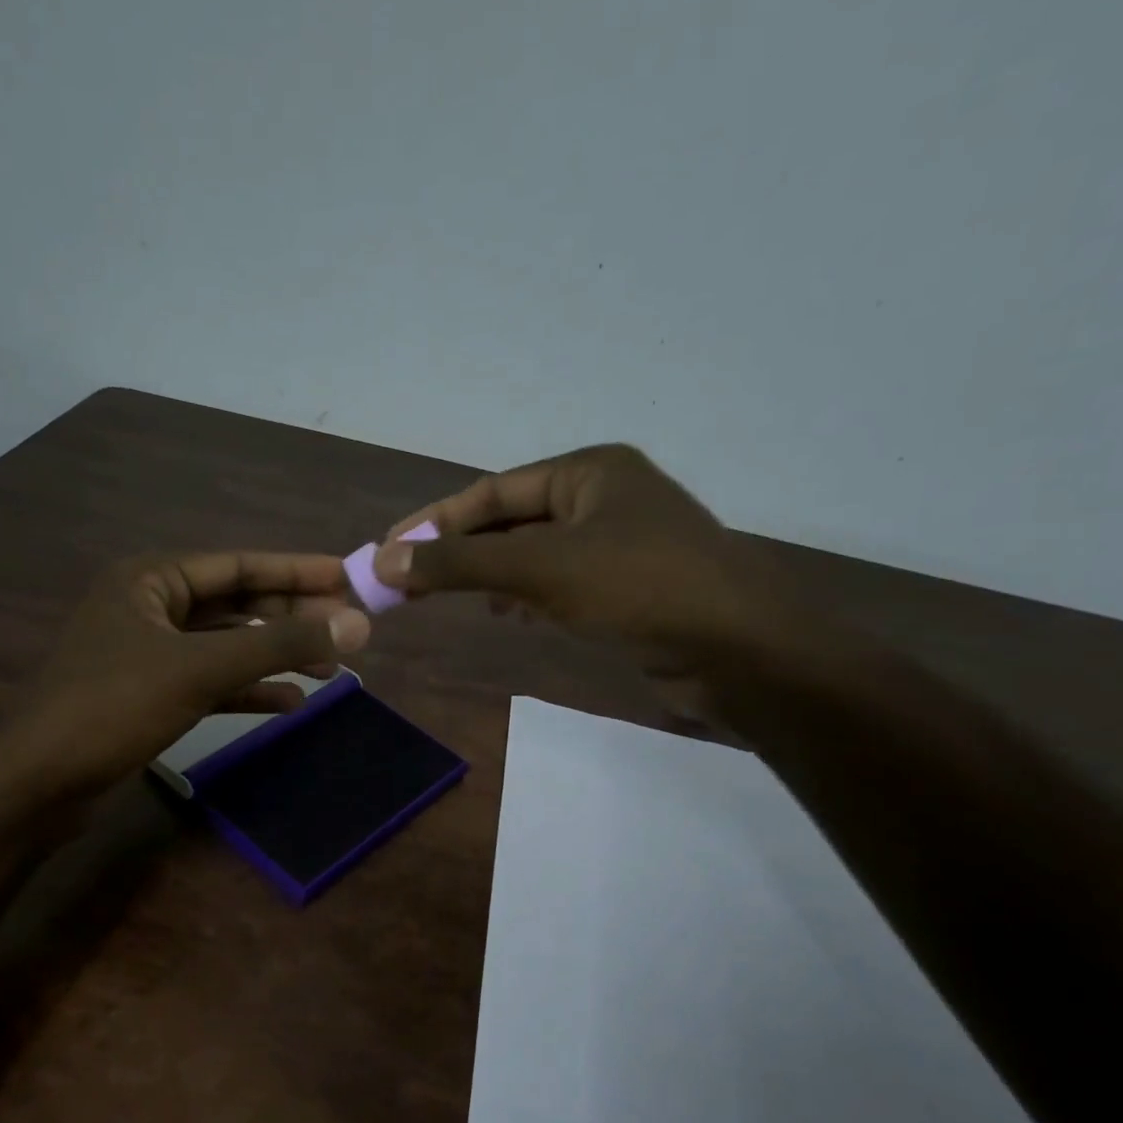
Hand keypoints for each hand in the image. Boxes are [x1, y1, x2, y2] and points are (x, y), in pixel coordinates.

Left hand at [0, 550, 370, 798]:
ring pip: (226, 645)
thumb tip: (356, 626)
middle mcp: (150, 607)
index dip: (296, 570)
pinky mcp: (150, 695)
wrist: (38, 782)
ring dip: (275, 655)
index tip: (348, 577)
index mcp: (151, 579)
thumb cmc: (113, 706)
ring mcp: (149, 653)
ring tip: (330, 669)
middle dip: (290, 616)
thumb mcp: (201, 669)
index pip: (239, 564)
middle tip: (347, 629)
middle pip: (236, 603)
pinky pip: (211, 682)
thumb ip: (279, 645)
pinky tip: (289, 703)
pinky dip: (248, 690)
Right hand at [373, 445, 806, 732]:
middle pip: (510, 520)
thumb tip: (383, 560)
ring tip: (448, 599)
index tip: (386, 551)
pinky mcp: (628, 586)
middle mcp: (603, 497)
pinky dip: (524, 595)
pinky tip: (506, 615)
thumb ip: (459, 563)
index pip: (491, 492)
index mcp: (587, 471)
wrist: (739, 651)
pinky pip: (558, 582)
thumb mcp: (540, 569)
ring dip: (488, 574)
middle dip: (459, 550)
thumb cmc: (639, 589)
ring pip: (533, 554)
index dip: (434, 522)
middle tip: (406, 580)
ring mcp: (619, 543)